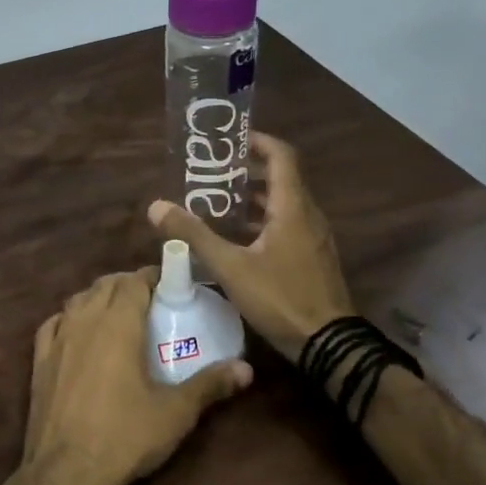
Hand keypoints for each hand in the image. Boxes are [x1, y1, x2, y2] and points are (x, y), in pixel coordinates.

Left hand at [20, 269, 250, 484]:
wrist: (67, 470)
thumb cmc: (125, 436)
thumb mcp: (175, 412)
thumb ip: (210, 385)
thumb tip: (246, 369)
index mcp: (118, 323)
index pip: (134, 281)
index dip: (152, 276)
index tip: (170, 282)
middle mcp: (85, 320)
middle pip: (106, 285)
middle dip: (128, 283)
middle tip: (150, 298)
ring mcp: (57, 338)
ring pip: (78, 300)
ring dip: (98, 297)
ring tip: (117, 311)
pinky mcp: (39, 359)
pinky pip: (53, 324)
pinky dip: (68, 318)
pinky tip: (76, 330)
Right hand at [149, 132, 353, 361]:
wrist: (329, 345)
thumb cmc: (281, 298)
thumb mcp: (230, 267)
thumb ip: (194, 235)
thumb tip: (156, 206)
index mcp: (292, 208)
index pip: (281, 156)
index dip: (258, 141)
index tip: (229, 140)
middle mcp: (308, 215)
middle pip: (281, 178)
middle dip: (247, 170)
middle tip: (212, 172)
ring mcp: (314, 238)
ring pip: (283, 203)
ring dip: (253, 198)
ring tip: (217, 201)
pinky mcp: (313, 257)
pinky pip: (287, 224)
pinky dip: (263, 220)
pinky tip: (237, 237)